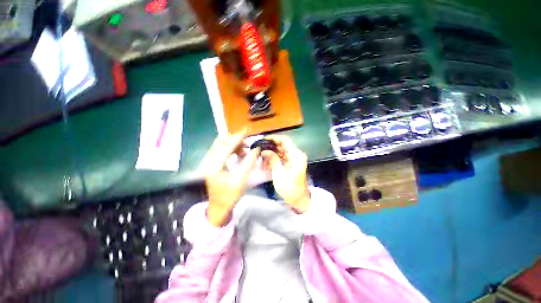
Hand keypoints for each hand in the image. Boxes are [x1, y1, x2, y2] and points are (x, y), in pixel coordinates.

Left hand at [201, 130, 258, 226]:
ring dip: (233, 145)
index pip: (226, 147)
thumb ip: (249, 162)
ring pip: (221, 146)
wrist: (219, 208)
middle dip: (234, 139)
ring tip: (246, 149)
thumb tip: (256, 149)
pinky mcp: (213, 164)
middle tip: (247, 141)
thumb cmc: (230, 196)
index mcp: (214, 166)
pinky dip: (232, 150)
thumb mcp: (241, 179)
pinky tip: (240, 154)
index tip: (246, 130)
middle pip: (220, 142)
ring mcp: (209, 162)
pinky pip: (222, 151)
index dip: (237, 138)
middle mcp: (209, 161)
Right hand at [261, 135, 310, 213]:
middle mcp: (296, 155)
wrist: (298, 199)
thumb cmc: (289, 187)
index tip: (263, 140)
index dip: (274, 138)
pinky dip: (275, 158)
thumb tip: (264, 150)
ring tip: (261, 155)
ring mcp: (294, 159)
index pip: (285, 140)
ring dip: (272, 153)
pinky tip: (266, 161)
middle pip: (283, 145)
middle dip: (271, 146)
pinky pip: (282, 157)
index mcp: (296, 155)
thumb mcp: (279, 173)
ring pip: (281, 151)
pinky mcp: (291, 164)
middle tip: (260, 148)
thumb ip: (272, 159)